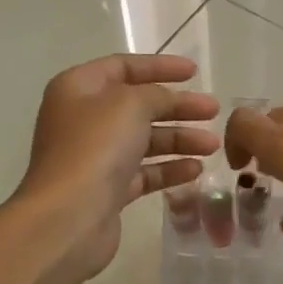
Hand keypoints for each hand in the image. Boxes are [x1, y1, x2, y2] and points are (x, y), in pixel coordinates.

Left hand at [16, 54, 219, 276]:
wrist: (68, 217)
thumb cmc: (95, 148)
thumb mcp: (131, 104)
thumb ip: (156, 94)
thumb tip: (168, 100)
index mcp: (77, 88)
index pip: (122, 66)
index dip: (159, 66)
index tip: (194, 72)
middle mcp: (82, 119)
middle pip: (137, 105)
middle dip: (177, 107)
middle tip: (214, 111)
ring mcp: (93, 156)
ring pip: (143, 140)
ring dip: (179, 139)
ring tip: (213, 146)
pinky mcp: (106, 190)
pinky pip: (143, 172)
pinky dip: (168, 168)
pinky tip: (195, 170)